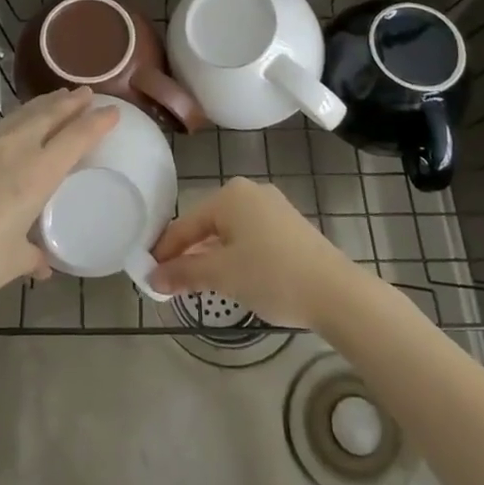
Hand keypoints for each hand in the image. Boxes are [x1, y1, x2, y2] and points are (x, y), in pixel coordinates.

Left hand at [0, 88, 116, 319]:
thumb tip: (41, 262)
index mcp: (36, 174)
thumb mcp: (12, 262)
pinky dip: (14, 123)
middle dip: (71, 102)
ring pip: (20, 116)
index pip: (75, 137)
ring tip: (56, 99)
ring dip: (42, 106)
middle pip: (48, 115)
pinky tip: (13, 130)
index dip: (97, 122)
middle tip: (87, 93)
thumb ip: (32, 255)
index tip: (112, 110)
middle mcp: (13, 150)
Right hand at [149, 177, 361, 327]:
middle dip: (188, 253)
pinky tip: (232, 277)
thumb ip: (183, 273)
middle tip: (170, 282)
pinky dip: (234, 255)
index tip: (147, 274)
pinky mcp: (289, 226)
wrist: (335, 292)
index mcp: (229, 195)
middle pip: (206, 224)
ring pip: (228, 232)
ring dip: (211, 256)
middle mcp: (250, 192)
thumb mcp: (221, 275)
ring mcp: (273, 207)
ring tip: (197, 283)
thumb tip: (152, 278)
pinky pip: (249, 236)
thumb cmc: (272, 275)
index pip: (185, 224)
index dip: (165, 251)